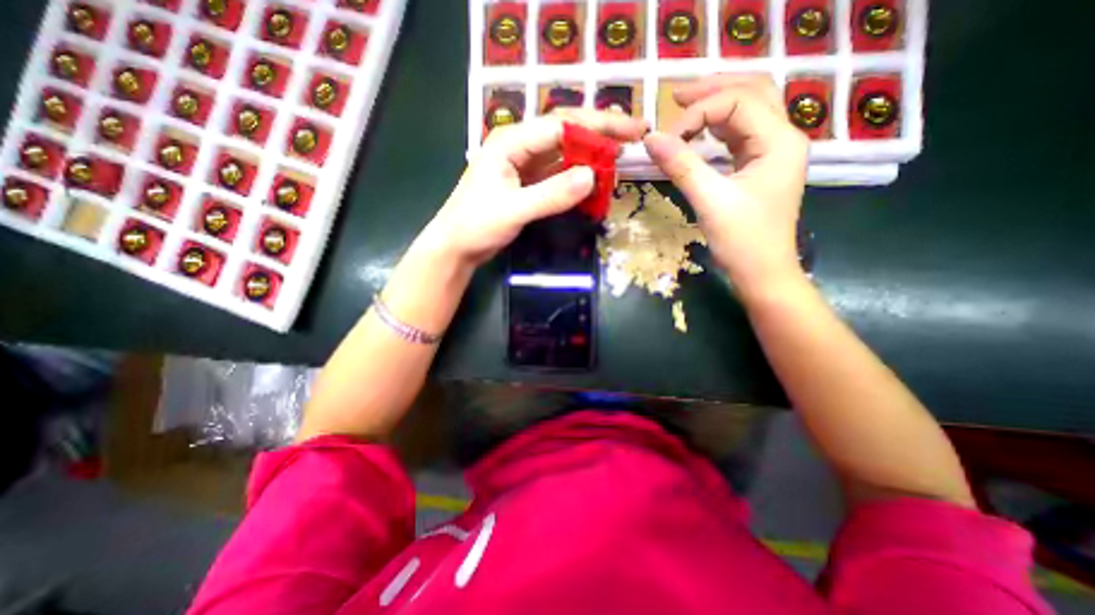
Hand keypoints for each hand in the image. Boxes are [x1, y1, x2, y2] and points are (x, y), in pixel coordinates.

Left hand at [424, 107, 647, 266]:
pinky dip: (578, 177)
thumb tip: (592, 176)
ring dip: (592, 155)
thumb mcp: (514, 210)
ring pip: (565, 153)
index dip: (598, 126)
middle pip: (566, 133)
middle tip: (635, 135)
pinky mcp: (528, 184)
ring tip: (621, 156)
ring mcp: (525, 166)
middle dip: (601, 132)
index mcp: (511, 141)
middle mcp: (520, 146)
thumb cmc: (476, 225)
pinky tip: (595, 180)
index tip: (630, 132)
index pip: (561, 124)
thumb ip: (551, 194)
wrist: (457, 247)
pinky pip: (559, 174)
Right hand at [642, 73, 810, 297]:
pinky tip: (698, 133)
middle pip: (752, 92)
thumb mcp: (710, 201)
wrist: (762, 273)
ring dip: (716, 106)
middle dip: (712, 90)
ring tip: (683, 107)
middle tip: (675, 97)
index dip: (699, 114)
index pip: (737, 102)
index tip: (668, 138)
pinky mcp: (759, 168)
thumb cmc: (743, 241)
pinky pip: (739, 136)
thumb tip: (650, 139)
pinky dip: (717, 129)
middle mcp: (782, 138)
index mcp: (779, 141)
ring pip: (747, 111)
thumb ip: (681, 166)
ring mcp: (772, 153)